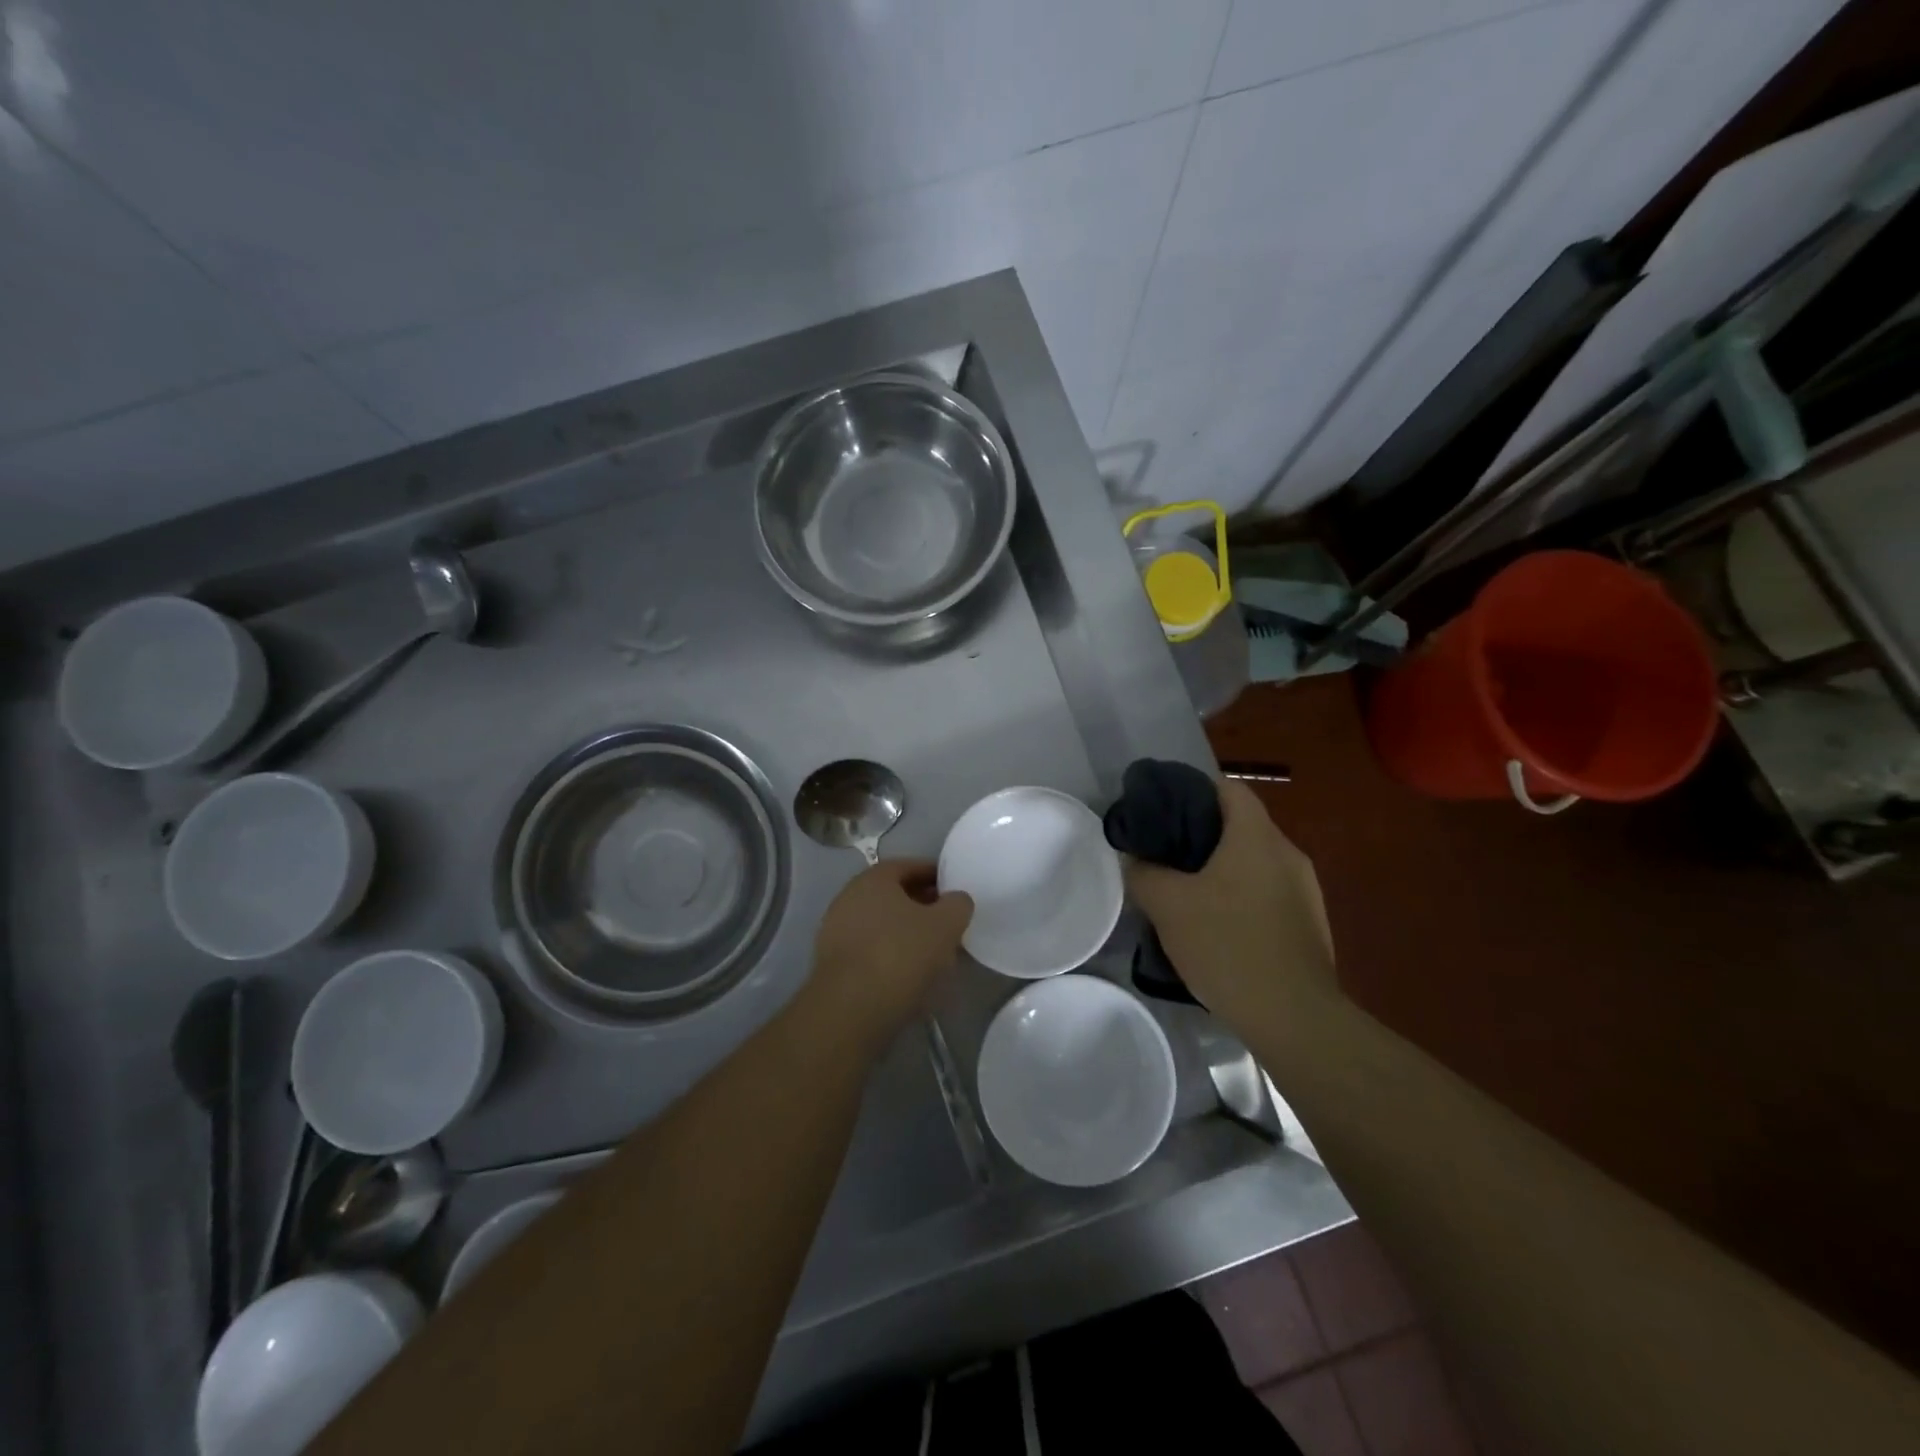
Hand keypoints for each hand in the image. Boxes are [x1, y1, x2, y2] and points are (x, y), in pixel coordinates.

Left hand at [807, 860, 973, 1043]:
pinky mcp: (833, 965)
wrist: (850, 1009)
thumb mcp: (945, 925)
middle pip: (893, 896)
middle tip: (948, 923)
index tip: (954, 890)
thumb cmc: (900, 954)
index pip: (907, 866)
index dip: (934, 875)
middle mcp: (848, 898)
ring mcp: (836, 932)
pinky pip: (870, 952)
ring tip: (934, 954)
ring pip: (881, 926)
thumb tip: (957, 900)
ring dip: (907, 935)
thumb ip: (957, 905)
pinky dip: (891, 957)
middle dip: (922, 907)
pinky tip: (911, 977)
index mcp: (872, 879)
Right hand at [1124, 780, 1334, 1036]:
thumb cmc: (1228, 945)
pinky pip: (1268, 894)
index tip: (1163, 811)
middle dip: (1201, 836)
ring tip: (1185, 894)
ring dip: (1222, 871)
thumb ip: (1144, 873)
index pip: (1228, 788)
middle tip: (1165, 855)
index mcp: (1257, 837)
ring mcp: (1306, 891)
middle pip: (1241, 826)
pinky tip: (1217, 928)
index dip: (1194, 791)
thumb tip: (1135, 860)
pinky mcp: (1309, 925)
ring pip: (1254, 863)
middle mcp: (1288, 854)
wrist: (1293, 1017)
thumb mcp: (1168, 906)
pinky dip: (1241, 898)